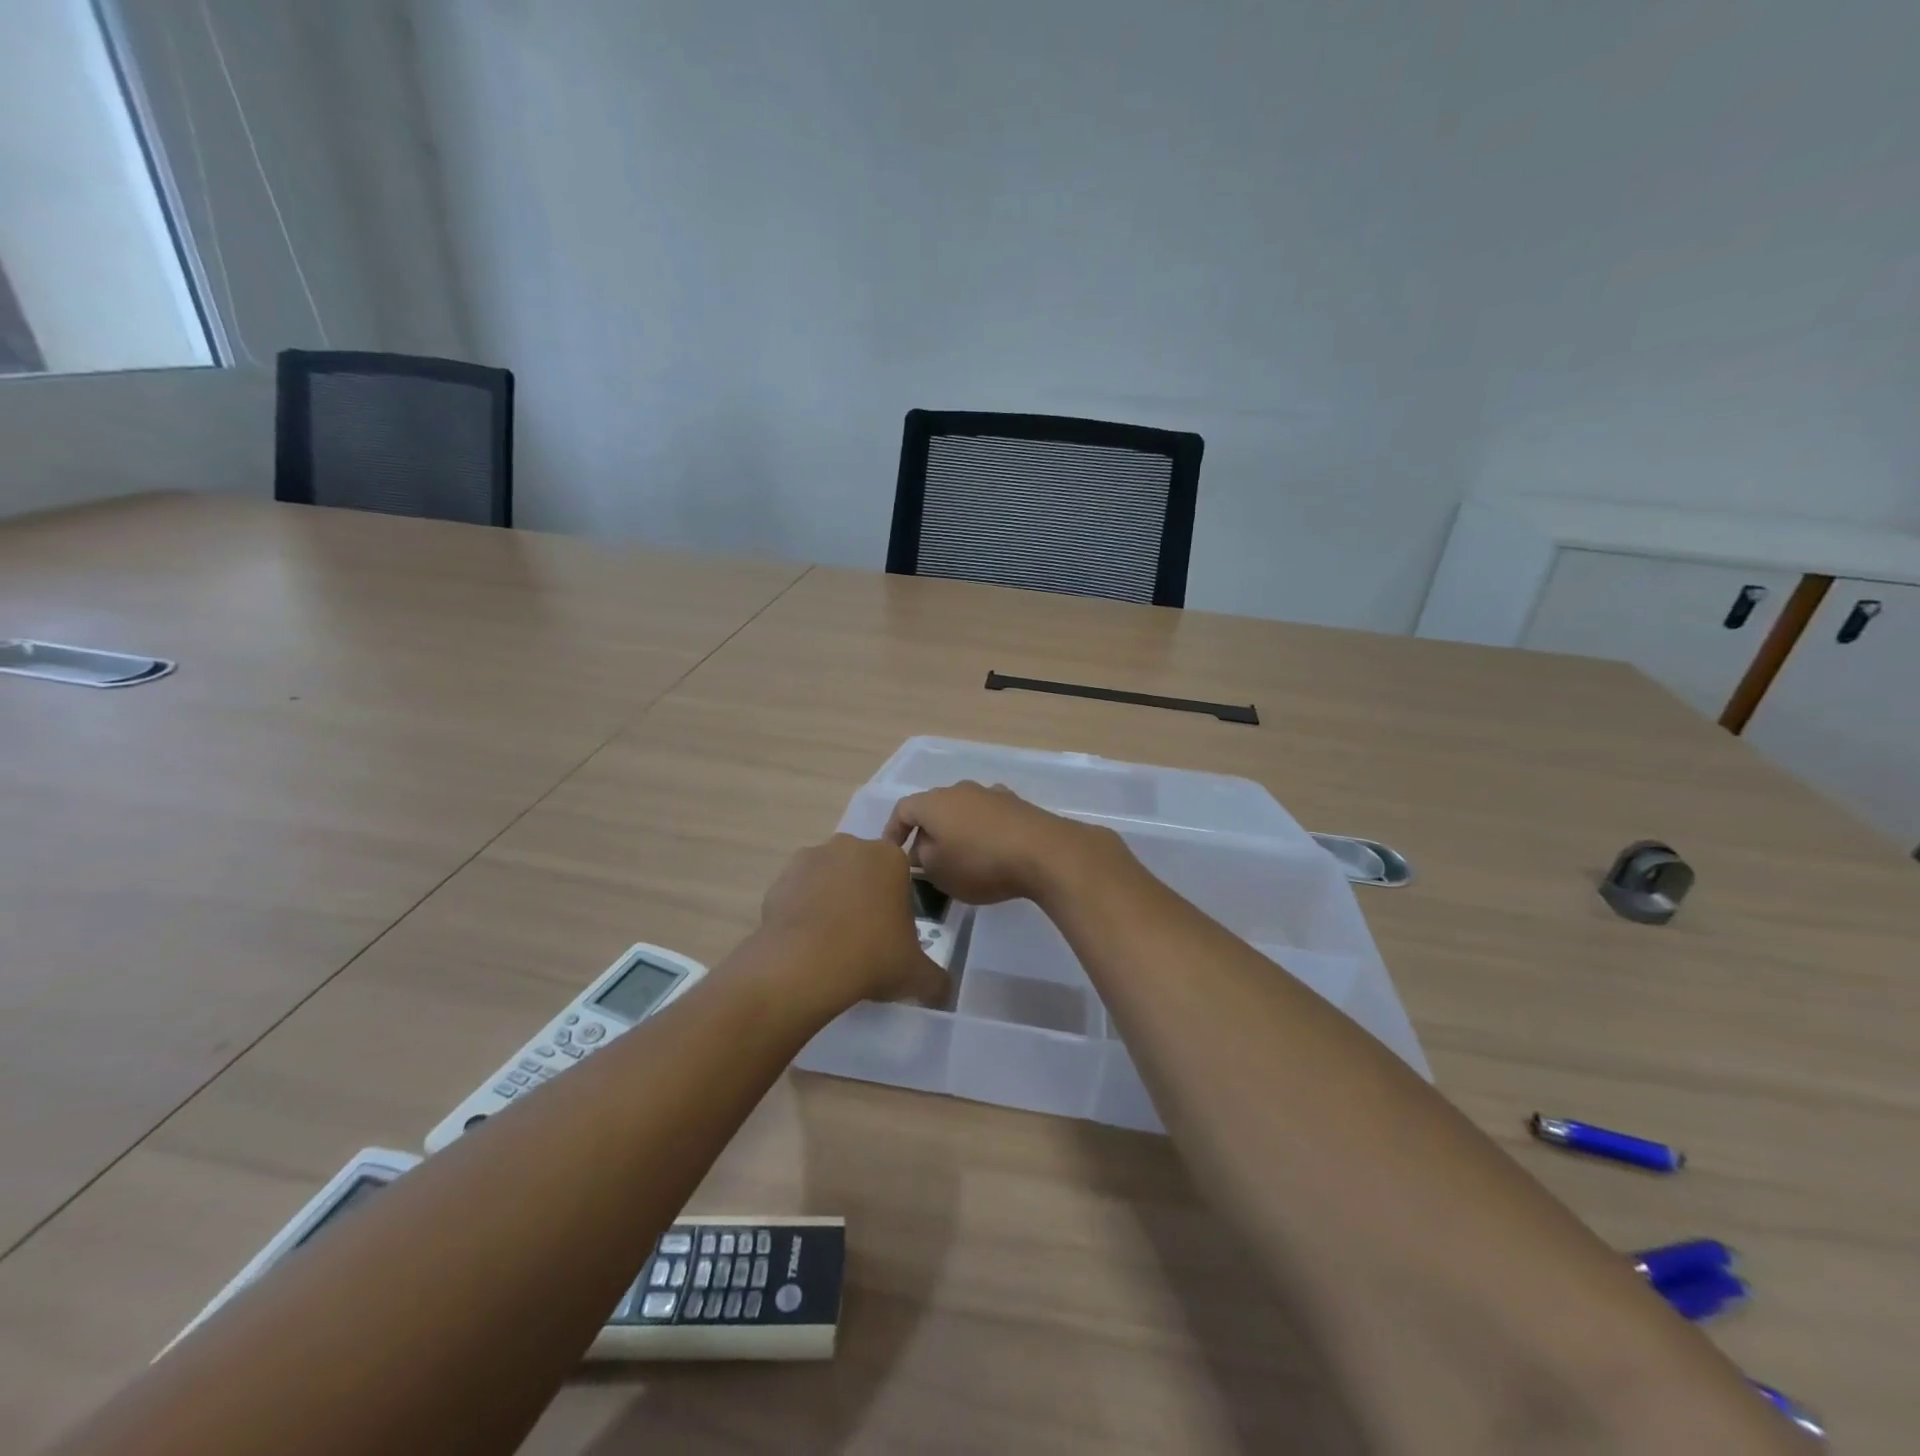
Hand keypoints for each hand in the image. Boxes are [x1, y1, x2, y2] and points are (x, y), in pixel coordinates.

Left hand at [757, 834, 948, 1010]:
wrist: (805, 965)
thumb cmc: (872, 956)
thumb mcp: (916, 974)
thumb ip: (936, 979)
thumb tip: (945, 992)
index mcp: (890, 857)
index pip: (899, 873)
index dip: (896, 903)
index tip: (891, 932)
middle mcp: (851, 846)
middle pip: (862, 870)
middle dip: (863, 895)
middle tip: (862, 937)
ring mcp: (812, 857)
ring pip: (828, 877)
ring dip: (830, 899)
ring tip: (829, 942)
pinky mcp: (781, 877)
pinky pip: (798, 891)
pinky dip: (801, 910)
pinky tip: (804, 942)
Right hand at [883, 782, 1119, 905]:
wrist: (1044, 852)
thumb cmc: (981, 863)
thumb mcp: (939, 871)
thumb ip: (922, 859)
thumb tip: (921, 850)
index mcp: (934, 802)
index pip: (903, 810)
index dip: (893, 831)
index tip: (892, 854)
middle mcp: (960, 789)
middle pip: (934, 808)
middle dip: (926, 833)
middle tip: (925, 862)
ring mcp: (991, 793)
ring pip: (963, 811)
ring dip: (956, 831)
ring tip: (959, 858)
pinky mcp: (1017, 804)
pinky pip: (988, 816)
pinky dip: (982, 831)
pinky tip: (990, 851)